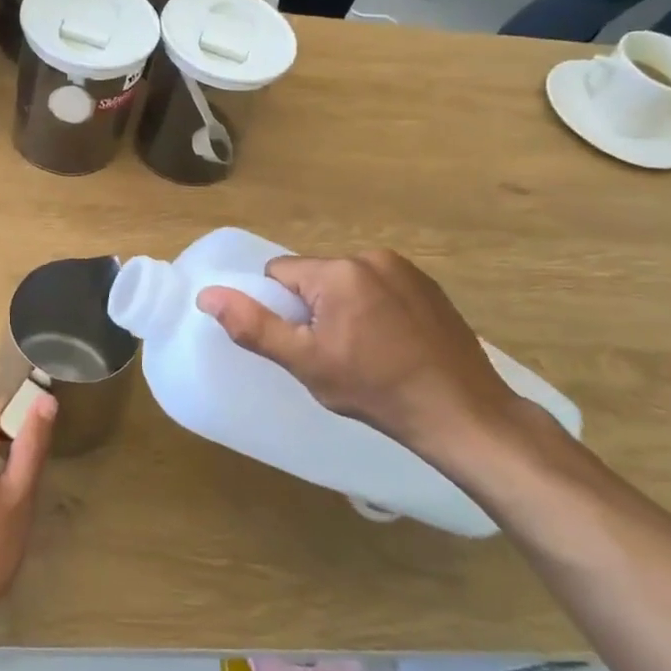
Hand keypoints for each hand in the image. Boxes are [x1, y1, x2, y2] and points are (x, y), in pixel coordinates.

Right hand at [196, 251, 546, 466]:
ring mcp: (405, 269)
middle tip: (333, 353)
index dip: (281, 310)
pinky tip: (393, 344)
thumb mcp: (305, 364)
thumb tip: (207, 295)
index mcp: (338, 272)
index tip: (304, 344)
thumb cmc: (376, 390)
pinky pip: (379, 287)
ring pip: (346, 282)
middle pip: (314, 276)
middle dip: (312, 309)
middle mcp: (370, 257)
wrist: (463, 413)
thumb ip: (254, 326)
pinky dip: (375, 309)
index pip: (279, 274)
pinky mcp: (428, 285)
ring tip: (365, 351)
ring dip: (343, 307)